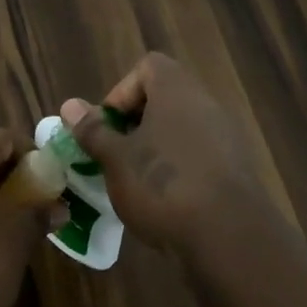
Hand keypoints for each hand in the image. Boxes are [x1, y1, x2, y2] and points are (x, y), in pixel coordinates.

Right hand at [61, 53, 268, 250]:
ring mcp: (226, 139)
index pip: (148, 67)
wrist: (229, 239)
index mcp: (177, 91)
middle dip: (134, 125)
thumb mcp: (115, 158)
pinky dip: (178, 171)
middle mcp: (206, 106)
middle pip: (164, 100)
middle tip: (115, 155)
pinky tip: (164, 202)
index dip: (122, 92)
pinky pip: (199, 157)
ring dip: (155, 150)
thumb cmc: (162, 185)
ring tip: (135, 182)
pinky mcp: (236, 171)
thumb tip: (70, 105)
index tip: (107, 126)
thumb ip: (93, 130)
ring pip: (180, 131)